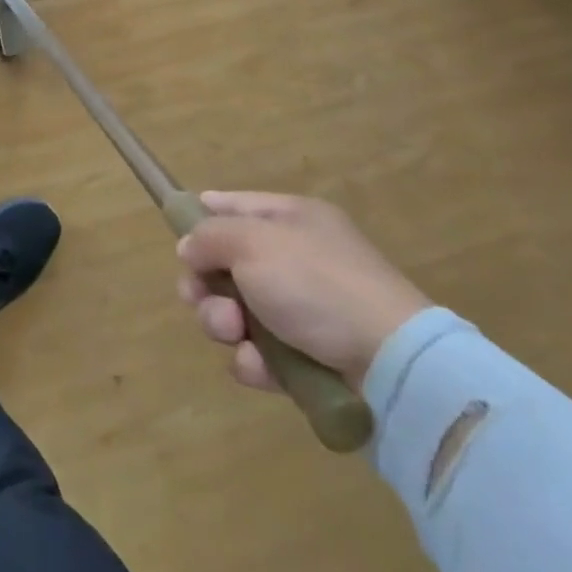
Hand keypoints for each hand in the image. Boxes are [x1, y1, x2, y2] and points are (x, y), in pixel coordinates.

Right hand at [176, 192, 430, 392]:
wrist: (393, 365)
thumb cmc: (316, 283)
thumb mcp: (252, 242)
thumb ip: (209, 236)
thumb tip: (189, 248)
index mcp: (290, 219)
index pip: (232, 205)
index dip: (200, 217)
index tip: (179, 240)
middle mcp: (296, 259)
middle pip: (226, 264)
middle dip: (204, 283)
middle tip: (199, 296)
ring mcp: (304, 311)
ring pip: (236, 312)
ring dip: (223, 323)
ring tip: (235, 331)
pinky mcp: (309, 360)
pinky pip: (261, 354)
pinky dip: (253, 361)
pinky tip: (259, 365)